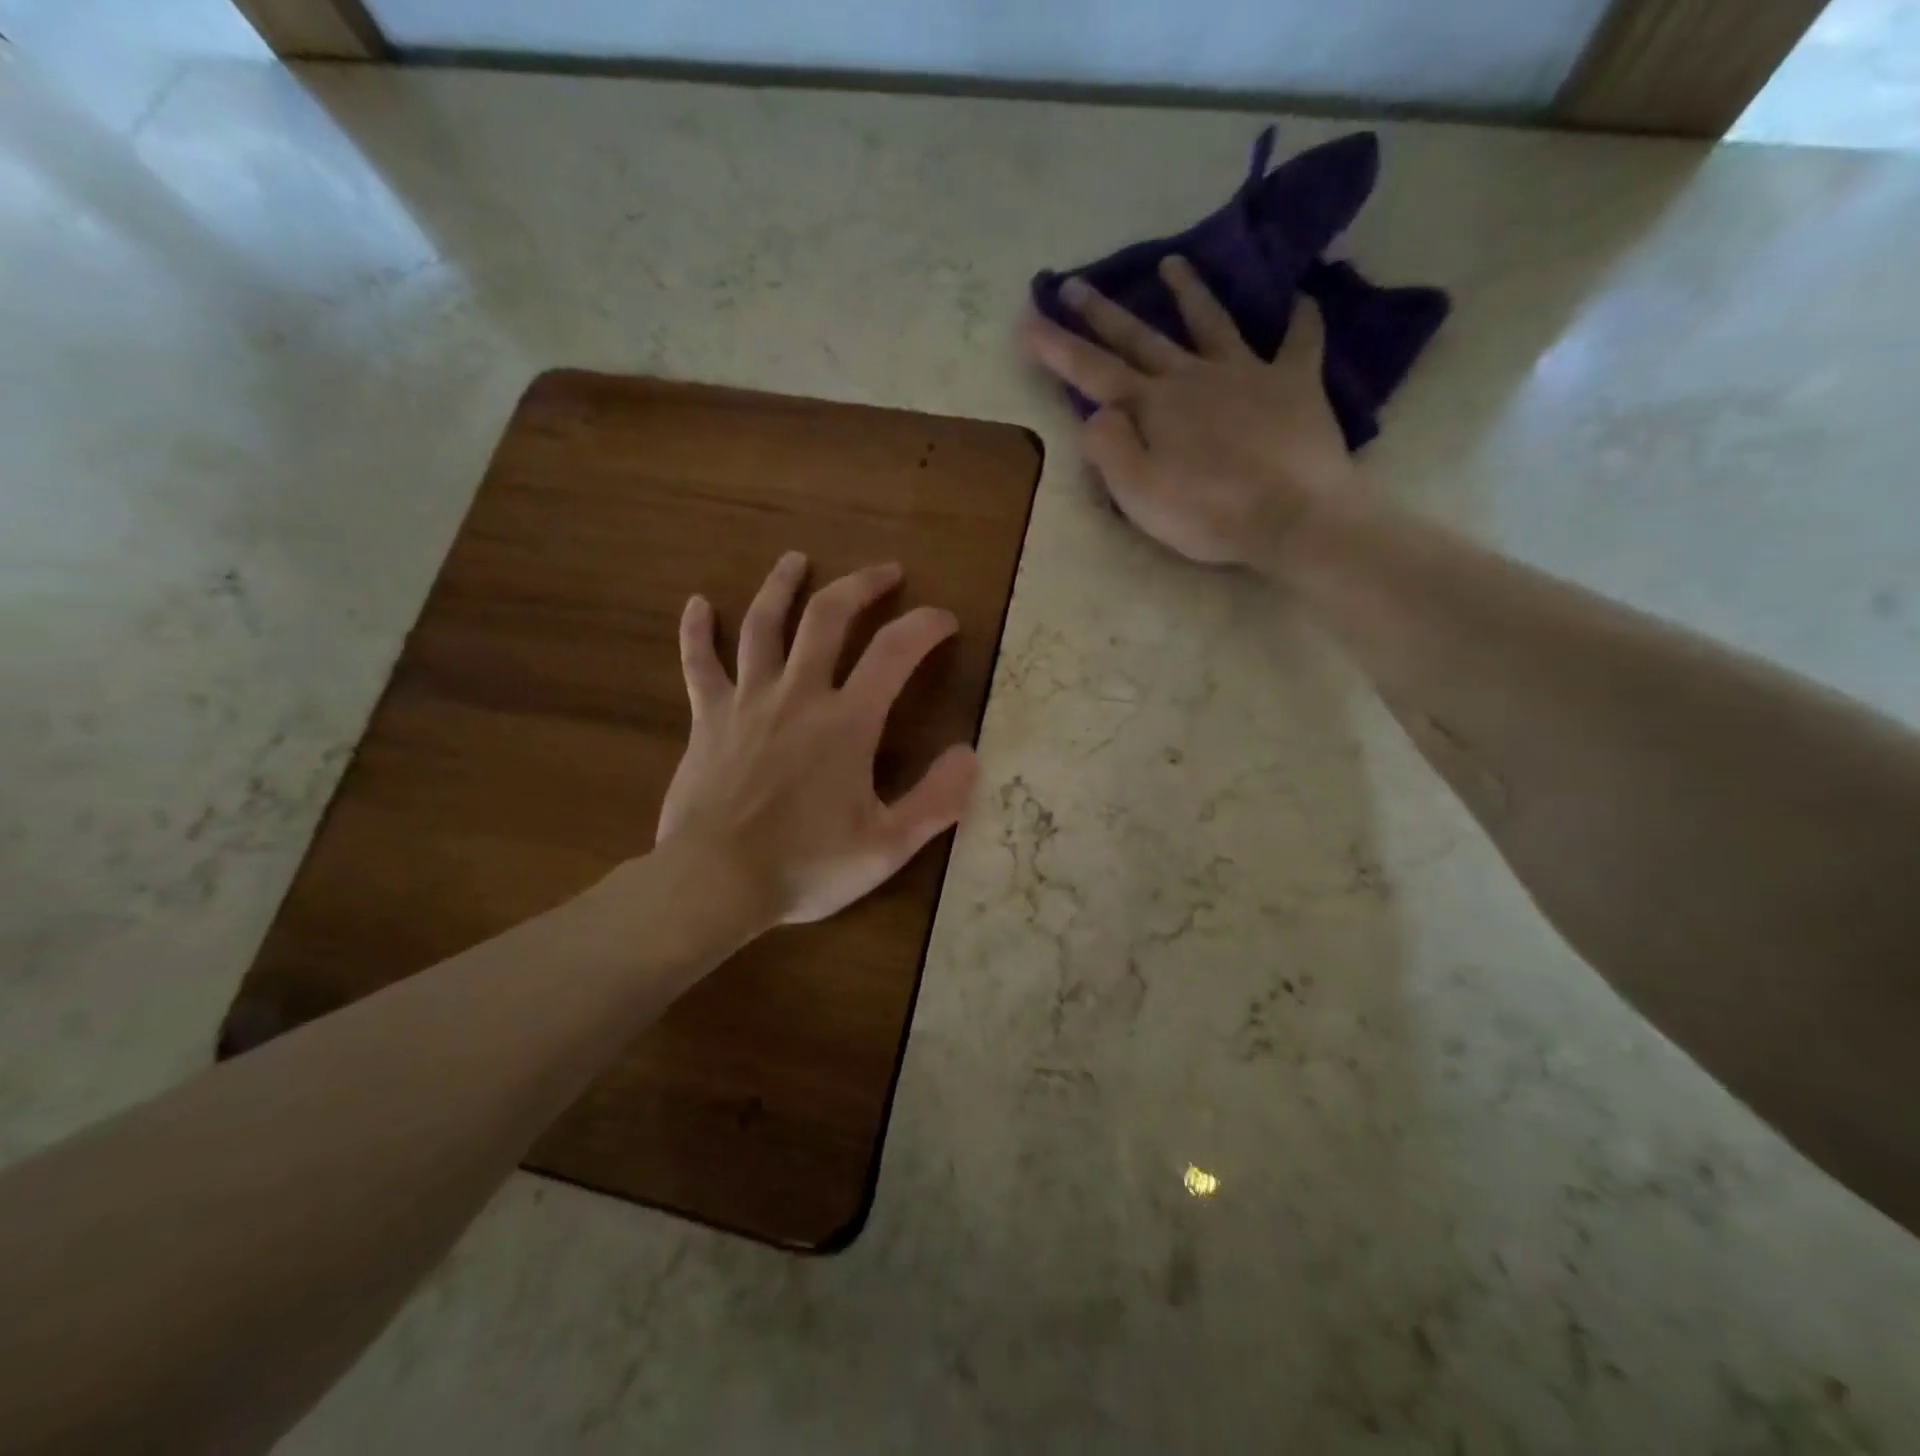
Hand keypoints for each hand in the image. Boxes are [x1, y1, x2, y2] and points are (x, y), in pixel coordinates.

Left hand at [656, 553, 978, 925]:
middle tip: (885, 571)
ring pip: (764, 625)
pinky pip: (699, 663)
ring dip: (782, 587)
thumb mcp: (887, 846)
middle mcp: (799, 695)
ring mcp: (747, 701)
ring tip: (796, 559)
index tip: (944, 620)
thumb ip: (937, 800)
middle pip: (829, 617)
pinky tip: (697, 604)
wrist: (715, 883)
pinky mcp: (708, 719)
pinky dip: (696, 631)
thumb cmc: (805, 866)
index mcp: (847, 722)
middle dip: (861, 586)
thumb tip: (970, 754)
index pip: (895, 651)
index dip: (925, 625)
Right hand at [1023, 255, 1359, 567]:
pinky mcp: (1294, 384)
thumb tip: (1095, 413)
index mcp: (1152, 407)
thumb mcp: (1138, 494)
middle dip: (1103, 313)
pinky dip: (1300, 318)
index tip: (1030, 318)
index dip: (1059, 347)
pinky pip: (1299, 341)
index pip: (1094, 372)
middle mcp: (1193, 378)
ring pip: (1212, 322)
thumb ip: (1109, 449)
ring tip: (1172, 263)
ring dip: (1189, 292)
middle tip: (1075, 283)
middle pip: (1141, 338)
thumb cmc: (1207, 513)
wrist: (1292, 518)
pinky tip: (1301, 298)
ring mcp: (1246, 373)